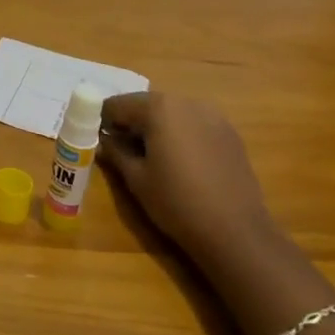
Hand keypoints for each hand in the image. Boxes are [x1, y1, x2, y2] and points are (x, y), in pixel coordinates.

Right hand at [99, 92, 276, 263]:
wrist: (236, 232)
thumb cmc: (176, 202)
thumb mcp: (136, 178)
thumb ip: (115, 152)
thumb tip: (104, 140)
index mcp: (158, 108)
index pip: (118, 104)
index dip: (103, 121)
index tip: (99, 139)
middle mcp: (186, 102)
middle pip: (147, 105)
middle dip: (132, 122)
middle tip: (122, 149)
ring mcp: (213, 116)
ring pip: (172, 113)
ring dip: (157, 127)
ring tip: (152, 156)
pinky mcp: (230, 133)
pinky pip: (194, 125)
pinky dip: (181, 134)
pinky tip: (181, 162)